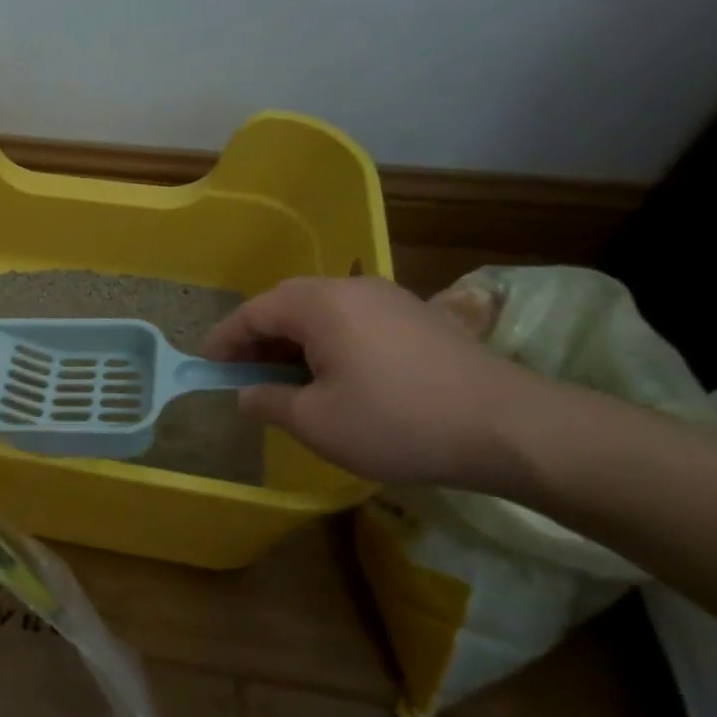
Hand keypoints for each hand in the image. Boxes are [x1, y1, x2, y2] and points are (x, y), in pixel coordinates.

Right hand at [203, 276, 545, 488]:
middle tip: (242, 373)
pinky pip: (352, 320)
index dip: (224, 340)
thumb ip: (269, 402)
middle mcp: (351, 288)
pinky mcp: (417, 317)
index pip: (253, 312)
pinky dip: (327, 342)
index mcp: (319, 304)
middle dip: (257, 338)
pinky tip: (332, 376)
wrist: (510, 427)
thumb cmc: (397, 421)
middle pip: (286, 304)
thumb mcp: (316, 422)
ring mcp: (389, 299)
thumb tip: (247, 394)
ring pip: (321, 311)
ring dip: (292, 340)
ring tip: (284, 378)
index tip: (207, 366)